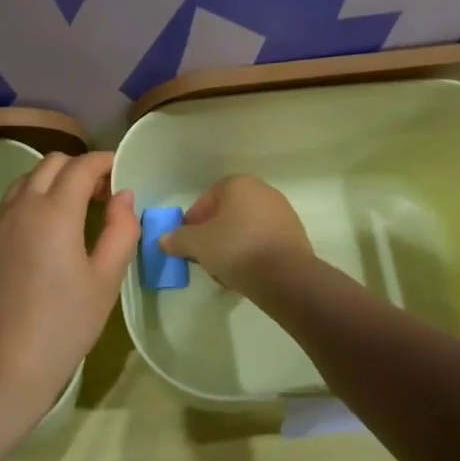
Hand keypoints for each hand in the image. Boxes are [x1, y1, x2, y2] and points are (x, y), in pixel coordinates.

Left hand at [0, 151, 138, 419]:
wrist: (6, 365)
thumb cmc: (66, 323)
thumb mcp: (107, 278)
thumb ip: (121, 229)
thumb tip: (123, 196)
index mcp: (55, 212)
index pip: (82, 166)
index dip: (105, 162)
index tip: (121, 175)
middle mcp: (21, 206)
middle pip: (51, 163)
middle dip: (79, 169)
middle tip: (100, 196)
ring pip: (25, 181)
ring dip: (52, 182)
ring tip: (72, 212)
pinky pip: (8, 206)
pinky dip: (30, 203)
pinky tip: (43, 236)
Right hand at [160, 174, 313, 292]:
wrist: (285, 276)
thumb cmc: (236, 248)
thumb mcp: (198, 244)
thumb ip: (179, 239)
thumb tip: (164, 239)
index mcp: (240, 184)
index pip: (209, 196)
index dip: (195, 218)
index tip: (188, 240)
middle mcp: (264, 192)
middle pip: (229, 212)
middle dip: (214, 233)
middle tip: (204, 255)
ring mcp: (283, 213)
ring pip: (246, 228)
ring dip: (232, 245)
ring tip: (223, 270)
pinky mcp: (295, 236)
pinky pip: (264, 241)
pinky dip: (252, 253)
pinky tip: (245, 274)